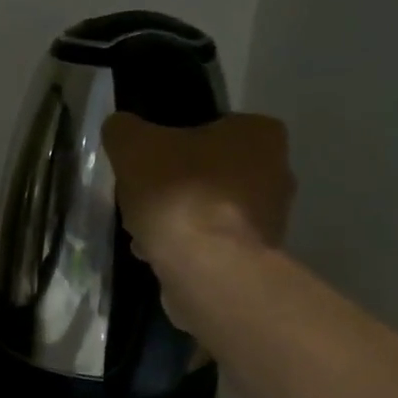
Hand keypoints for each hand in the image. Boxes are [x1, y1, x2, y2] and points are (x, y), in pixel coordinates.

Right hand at [101, 112, 294, 267]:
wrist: (208, 269)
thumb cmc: (179, 195)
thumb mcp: (134, 147)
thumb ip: (124, 131)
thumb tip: (120, 128)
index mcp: (259, 134)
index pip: (209, 128)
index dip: (170, 147)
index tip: (144, 168)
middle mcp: (276, 172)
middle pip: (207, 173)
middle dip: (172, 188)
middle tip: (140, 202)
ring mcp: (268, 220)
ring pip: (207, 212)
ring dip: (176, 221)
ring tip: (144, 236)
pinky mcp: (254, 259)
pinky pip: (211, 245)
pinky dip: (186, 249)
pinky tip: (159, 257)